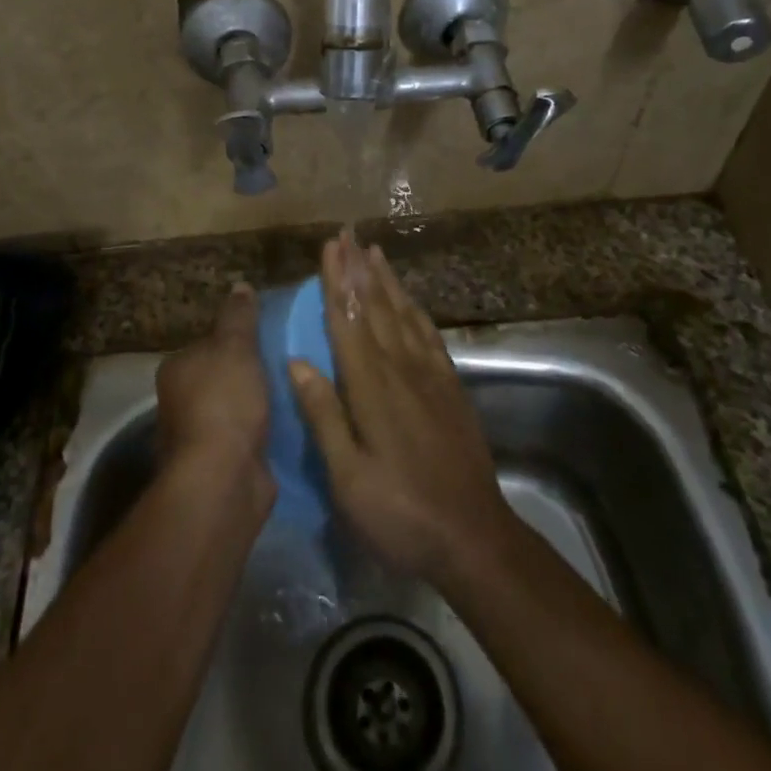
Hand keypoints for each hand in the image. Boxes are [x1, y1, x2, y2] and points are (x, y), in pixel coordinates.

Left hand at [156, 282, 274, 501]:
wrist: (223, 478)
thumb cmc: (225, 402)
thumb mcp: (236, 347)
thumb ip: (238, 317)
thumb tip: (240, 285)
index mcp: (176, 369)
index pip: (206, 344)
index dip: (234, 340)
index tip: (264, 339)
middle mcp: (179, 402)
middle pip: (218, 378)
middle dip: (244, 375)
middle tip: (283, 364)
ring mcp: (198, 437)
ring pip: (231, 410)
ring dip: (254, 406)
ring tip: (290, 393)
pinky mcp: (219, 466)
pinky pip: (244, 438)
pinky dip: (260, 433)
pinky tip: (285, 426)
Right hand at [289, 231, 516, 587]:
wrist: (473, 537)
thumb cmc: (401, 513)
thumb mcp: (349, 478)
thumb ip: (324, 416)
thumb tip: (296, 362)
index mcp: (372, 387)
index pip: (348, 321)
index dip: (337, 281)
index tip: (330, 247)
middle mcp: (402, 369)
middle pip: (375, 307)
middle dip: (358, 268)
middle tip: (347, 233)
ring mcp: (431, 376)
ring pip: (403, 314)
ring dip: (386, 280)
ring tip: (374, 251)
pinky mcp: (451, 387)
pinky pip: (429, 335)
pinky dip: (414, 309)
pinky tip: (408, 299)